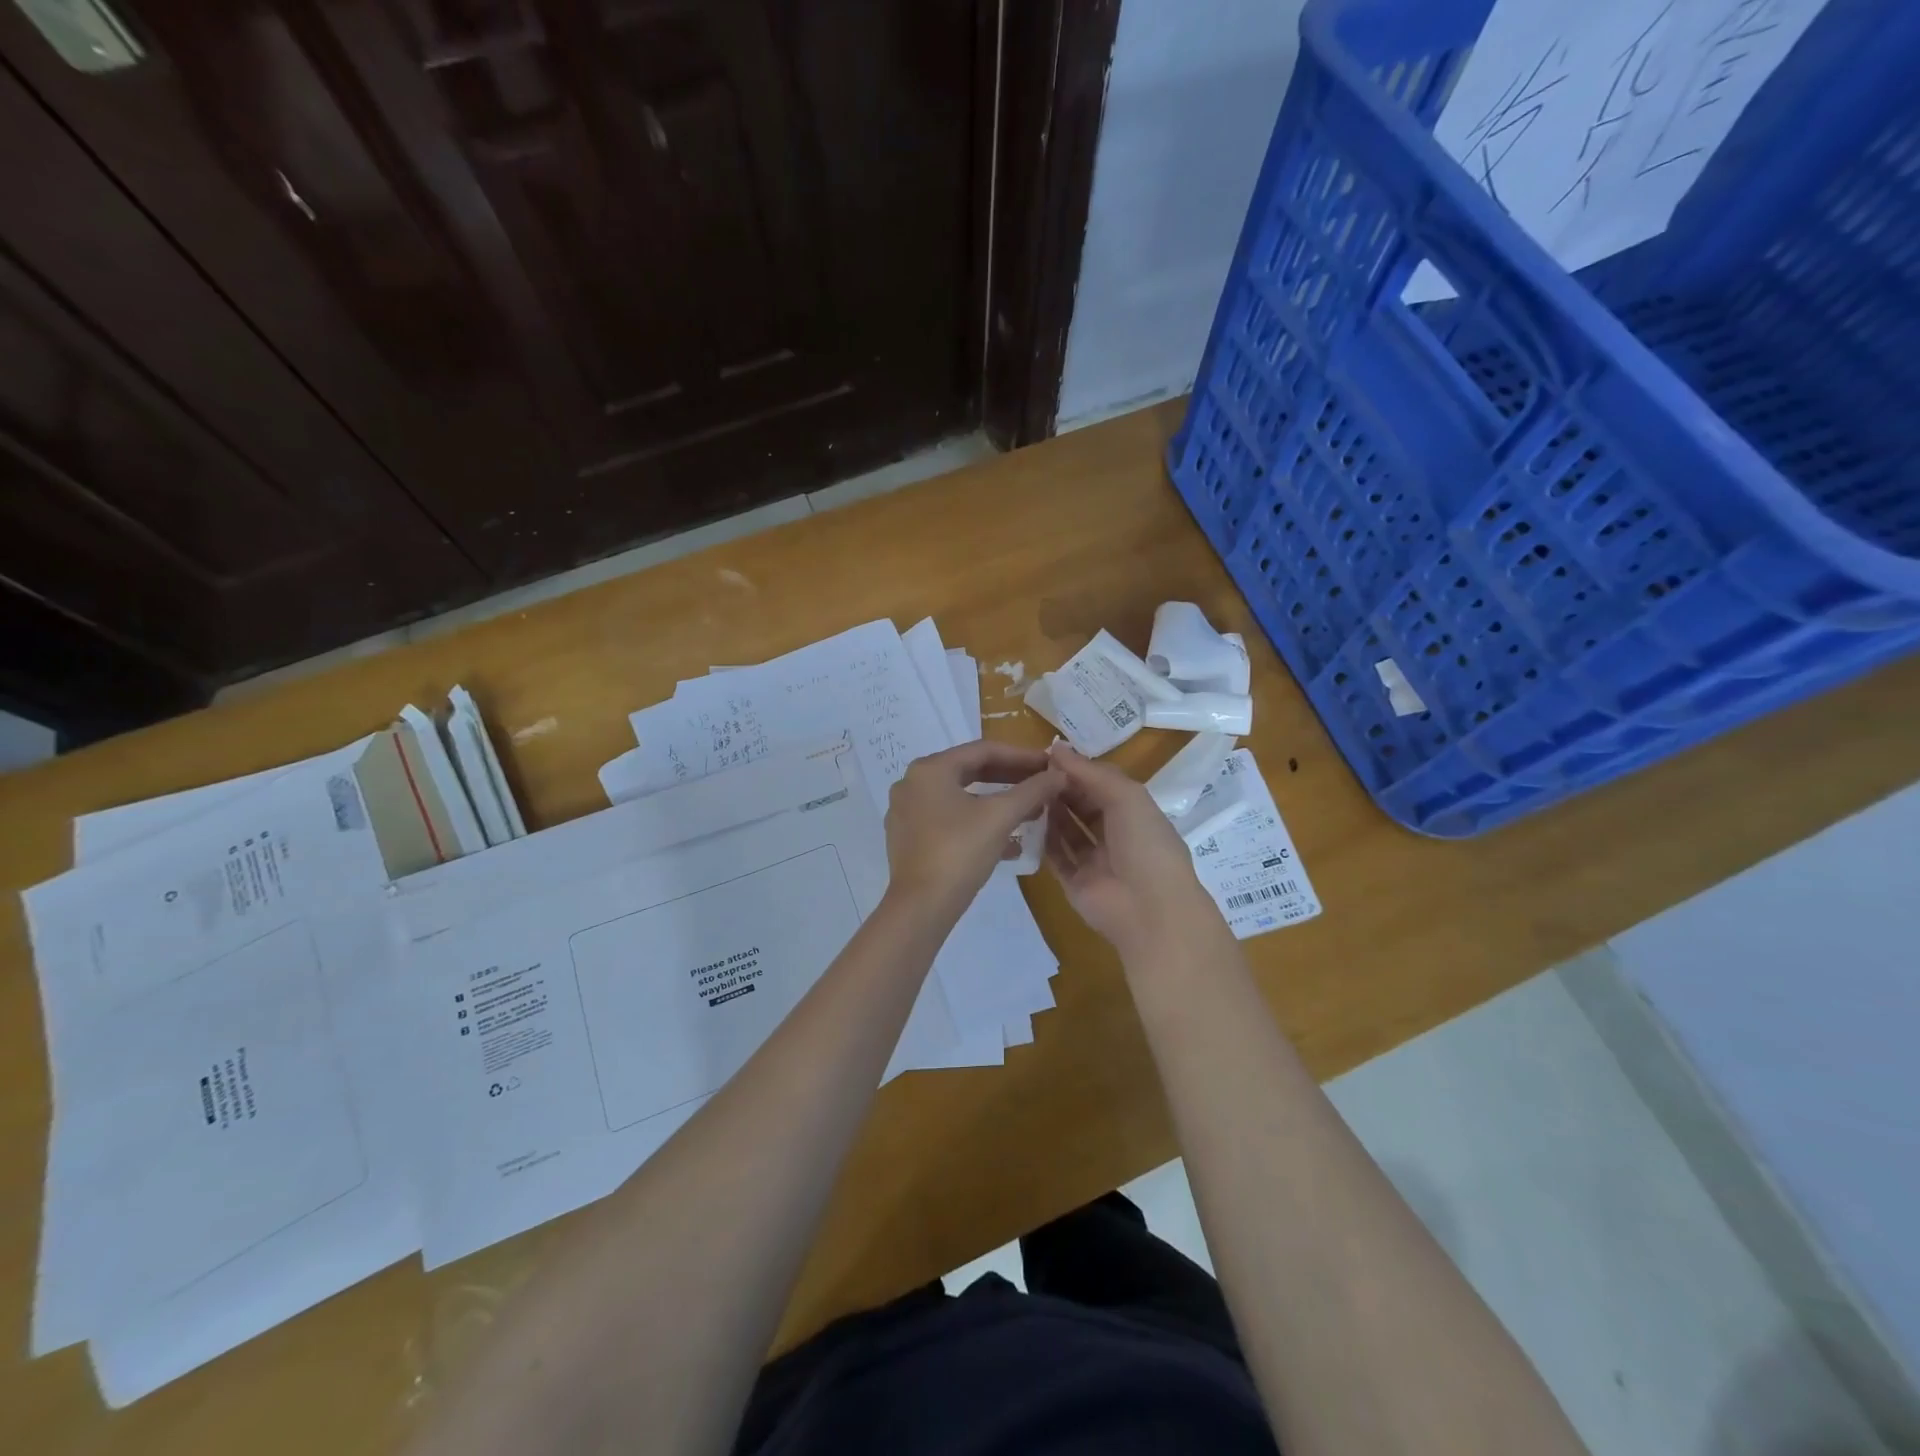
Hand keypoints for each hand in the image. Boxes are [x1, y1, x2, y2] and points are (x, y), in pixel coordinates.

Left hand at [884, 742, 1063, 921]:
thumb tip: (1060, 774)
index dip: (1021, 756)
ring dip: (997, 803)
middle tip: (1042, 785)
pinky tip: (1008, 843)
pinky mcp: (908, 839)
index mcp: (930, 769)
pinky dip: (978, 823)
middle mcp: (912, 783)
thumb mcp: (1000, 817)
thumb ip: (1032, 790)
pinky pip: (949, 820)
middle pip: (970, 772)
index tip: (1049, 764)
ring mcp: (907, 812)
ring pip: (961, 798)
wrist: (921, 907)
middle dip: (1010, 779)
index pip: (983, 750)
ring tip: (1031, 813)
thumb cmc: (959, 852)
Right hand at [1044, 743, 1215, 958]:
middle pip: (1083, 806)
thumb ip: (1090, 772)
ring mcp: (1096, 861)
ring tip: (1025, 792)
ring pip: (1068, 831)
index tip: (1048, 754)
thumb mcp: (1126, 796)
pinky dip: (1043, 841)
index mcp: (1135, 812)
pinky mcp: (1076, 883)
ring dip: (1051, 812)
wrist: (1149, 909)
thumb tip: (1057, 748)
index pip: (1102, 784)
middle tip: (1030, 772)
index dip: (1078, 769)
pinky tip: (1025, 822)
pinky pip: (1057, 857)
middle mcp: (1116, 835)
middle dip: (1061, 789)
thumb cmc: (1145, 844)